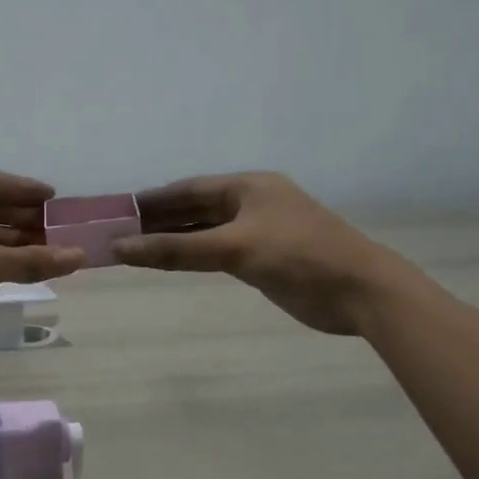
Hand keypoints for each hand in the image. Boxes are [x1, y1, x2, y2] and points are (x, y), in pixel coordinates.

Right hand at [113, 172, 401, 334]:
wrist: (360, 291)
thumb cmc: (299, 257)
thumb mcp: (234, 249)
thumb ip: (176, 250)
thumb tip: (120, 247)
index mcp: (248, 186)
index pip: (188, 189)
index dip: (153, 199)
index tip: (118, 210)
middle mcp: (251, 203)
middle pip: (195, 208)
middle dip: (159, 220)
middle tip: (119, 232)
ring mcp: (259, 231)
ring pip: (205, 232)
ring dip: (174, 239)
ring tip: (135, 248)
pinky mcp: (264, 258)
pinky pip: (218, 251)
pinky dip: (193, 256)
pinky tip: (171, 262)